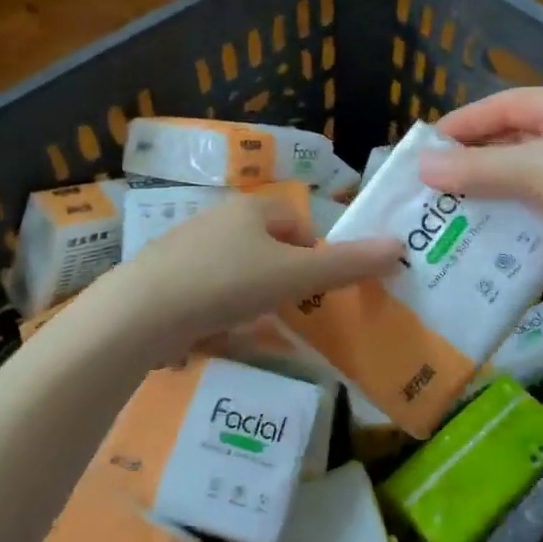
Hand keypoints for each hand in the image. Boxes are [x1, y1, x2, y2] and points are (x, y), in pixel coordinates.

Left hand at [103, 193, 401, 359]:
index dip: (313, 253)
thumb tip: (400, 245)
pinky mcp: (166, 278)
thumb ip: (347, 264)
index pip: (297, 222)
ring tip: (256, 325)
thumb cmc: (227, 282)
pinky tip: (219, 332)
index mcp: (250, 208)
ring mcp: (187, 248)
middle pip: (266, 245)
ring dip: (252, 294)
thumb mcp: (295, 275)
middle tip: (290, 309)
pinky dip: (220, 308)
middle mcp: (218, 220)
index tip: (313, 288)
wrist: (142, 312)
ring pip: (236, 268)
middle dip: (283, 276)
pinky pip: (208, 289)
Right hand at [420, 87, 542, 286]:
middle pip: (512, 140)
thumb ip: (477, 168)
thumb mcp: (534, 166)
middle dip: (474, 160)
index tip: (427, 145)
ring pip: (524, 176)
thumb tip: (422, 167)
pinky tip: (486, 232)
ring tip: (450, 209)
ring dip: (491, 191)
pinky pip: (539, 206)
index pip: (503, 105)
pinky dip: (513, 216)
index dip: (464, 122)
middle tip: (434, 181)